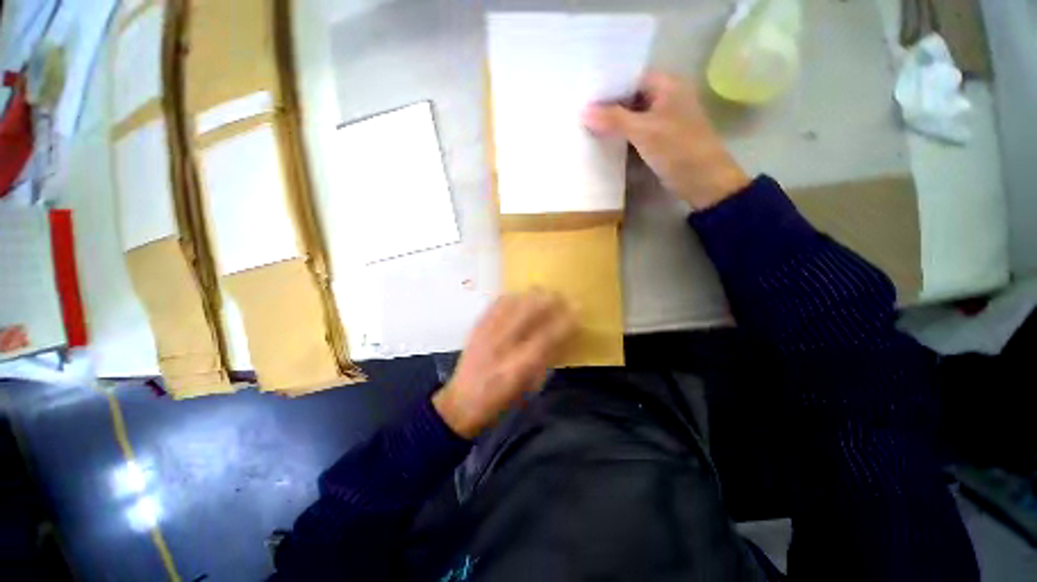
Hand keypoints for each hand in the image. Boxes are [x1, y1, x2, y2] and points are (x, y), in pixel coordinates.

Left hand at [433, 291, 575, 438]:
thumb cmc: (499, 400)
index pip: (546, 338)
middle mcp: (501, 347)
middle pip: (527, 314)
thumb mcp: (527, 388)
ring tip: (542, 292)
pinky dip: (510, 297)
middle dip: (547, 300)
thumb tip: (561, 338)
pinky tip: (518, 295)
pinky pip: (494, 305)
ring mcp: (486, 334)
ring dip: (530, 295)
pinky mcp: (476, 328)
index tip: (577, 311)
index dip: (563, 323)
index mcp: (517, 368)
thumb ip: (544, 362)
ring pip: (511, 304)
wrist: (460, 402)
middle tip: (561, 295)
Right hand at [583, 72, 749, 209]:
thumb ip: (613, 119)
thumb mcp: (644, 131)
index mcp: (667, 85)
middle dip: (607, 105)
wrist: (702, 181)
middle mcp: (665, 98)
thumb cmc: (678, 148)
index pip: (631, 78)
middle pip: (630, 97)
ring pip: (631, 116)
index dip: (608, 85)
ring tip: (584, 124)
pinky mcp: (658, 141)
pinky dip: (620, 136)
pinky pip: (634, 133)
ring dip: (612, 122)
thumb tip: (583, 112)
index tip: (584, 93)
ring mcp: (661, 121)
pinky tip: (601, 140)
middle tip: (580, 110)